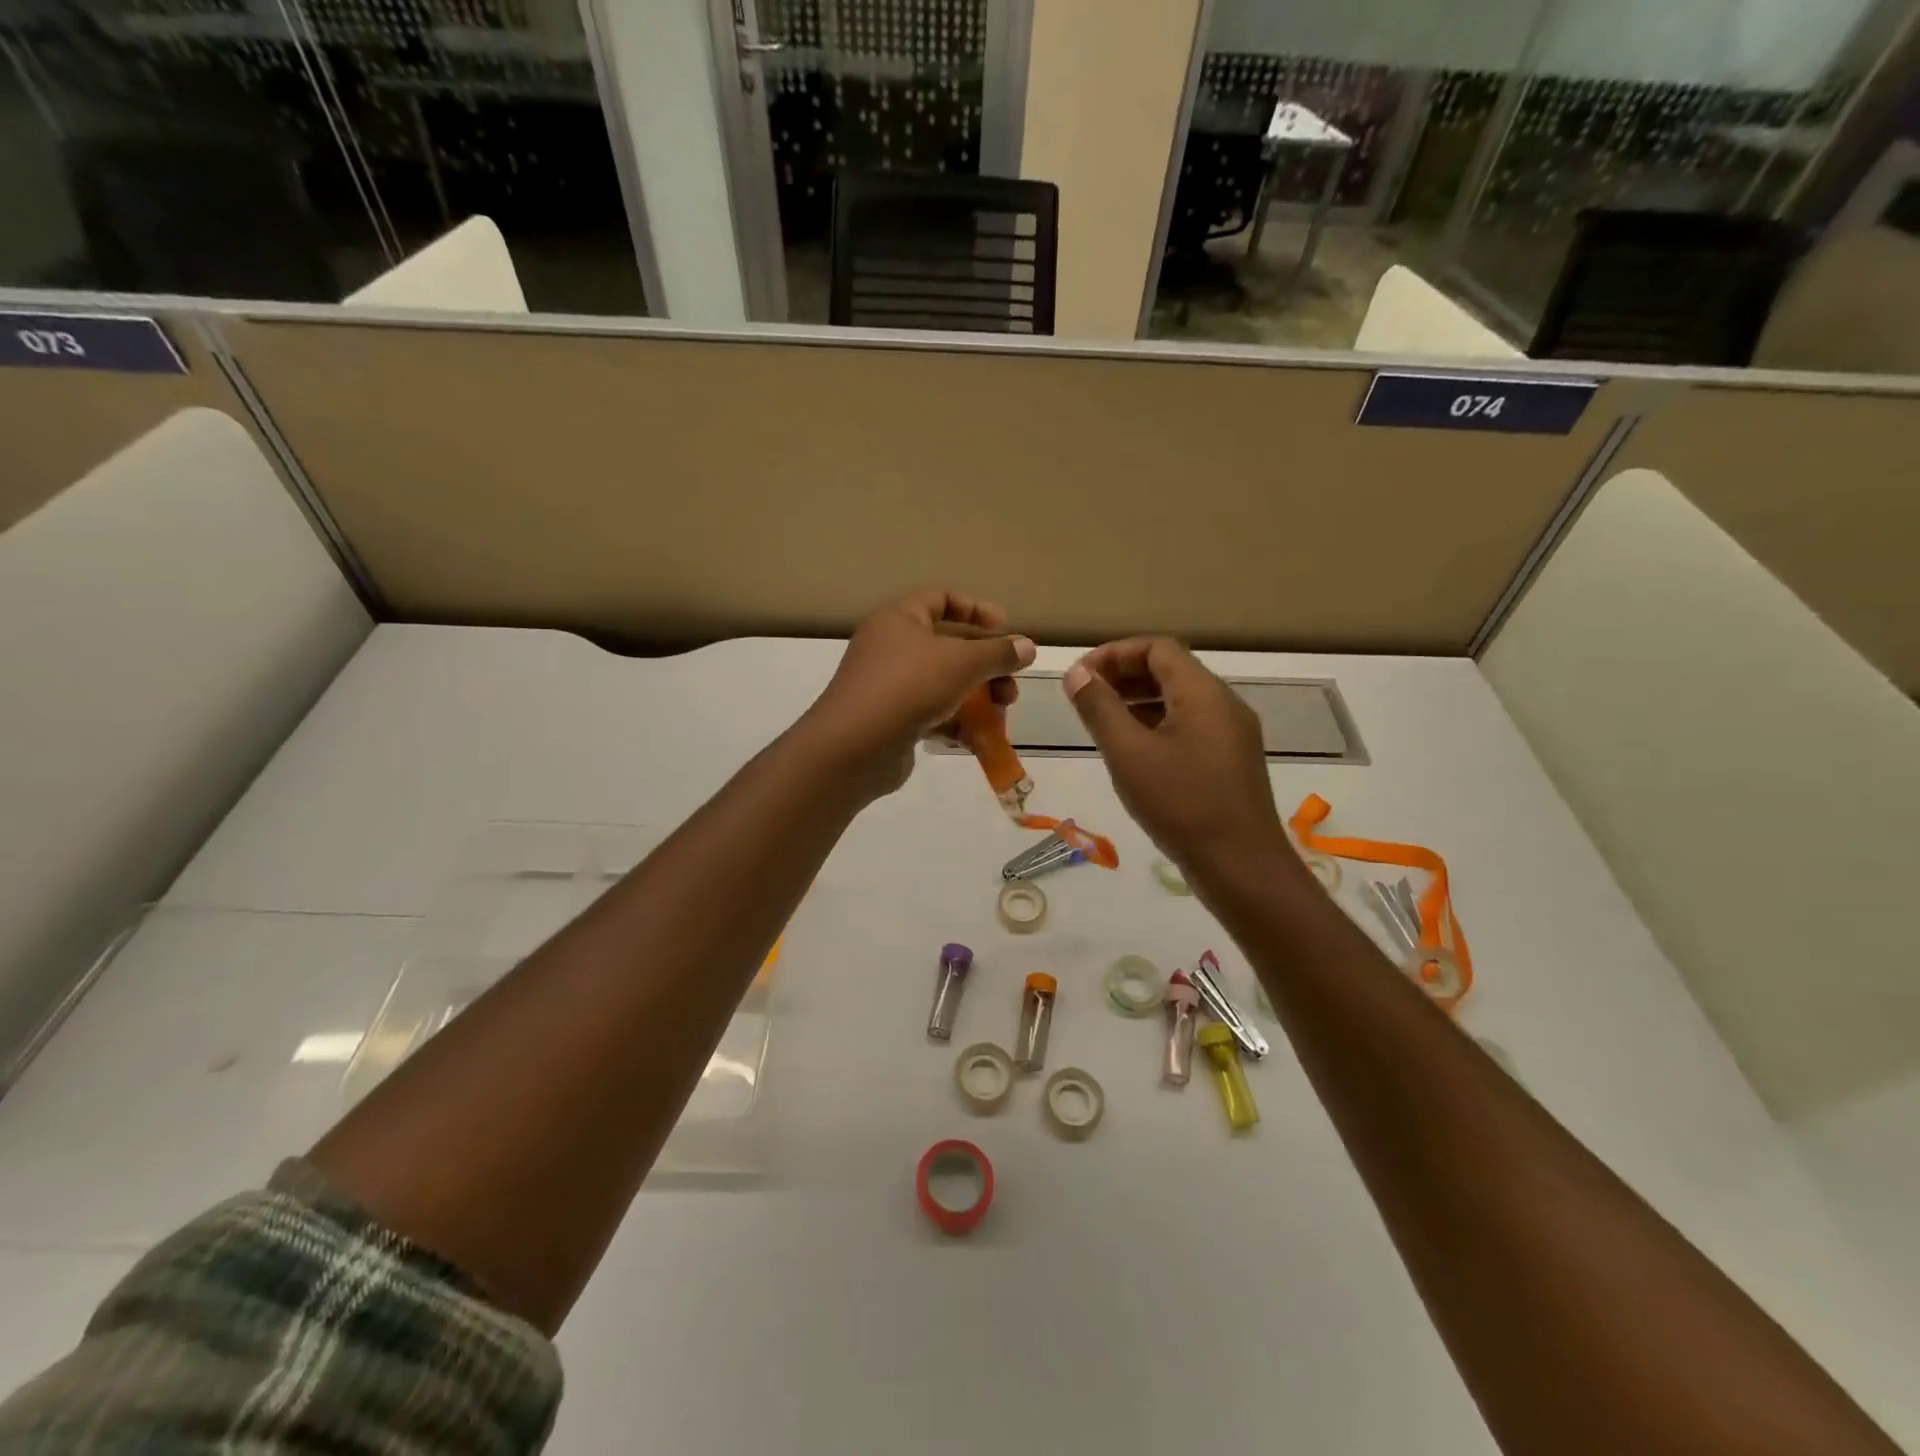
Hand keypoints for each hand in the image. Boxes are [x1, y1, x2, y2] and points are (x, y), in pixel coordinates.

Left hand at [804, 589, 1035, 795]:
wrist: (854, 748)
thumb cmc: (908, 687)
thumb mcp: (961, 663)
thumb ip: (998, 653)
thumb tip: (1028, 646)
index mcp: (900, 618)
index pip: (942, 599)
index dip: (977, 609)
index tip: (1006, 629)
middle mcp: (892, 646)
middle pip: (950, 646)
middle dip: (986, 665)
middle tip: (1011, 686)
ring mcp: (890, 685)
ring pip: (944, 683)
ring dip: (978, 698)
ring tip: (1001, 715)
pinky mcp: (893, 720)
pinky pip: (933, 713)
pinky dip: (957, 723)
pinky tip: (978, 740)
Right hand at [1063, 637, 1295, 884]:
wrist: (1242, 867)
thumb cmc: (1181, 804)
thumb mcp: (1129, 754)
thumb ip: (1099, 709)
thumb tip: (1076, 673)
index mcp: (1203, 692)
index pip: (1157, 648)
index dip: (1115, 653)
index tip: (1081, 675)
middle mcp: (1223, 704)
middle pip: (1170, 670)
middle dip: (1124, 675)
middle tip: (1085, 696)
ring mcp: (1231, 733)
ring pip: (1180, 700)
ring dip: (1138, 701)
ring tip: (1101, 721)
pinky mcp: (1230, 760)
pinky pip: (1190, 726)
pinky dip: (1157, 724)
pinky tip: (1132, 750)